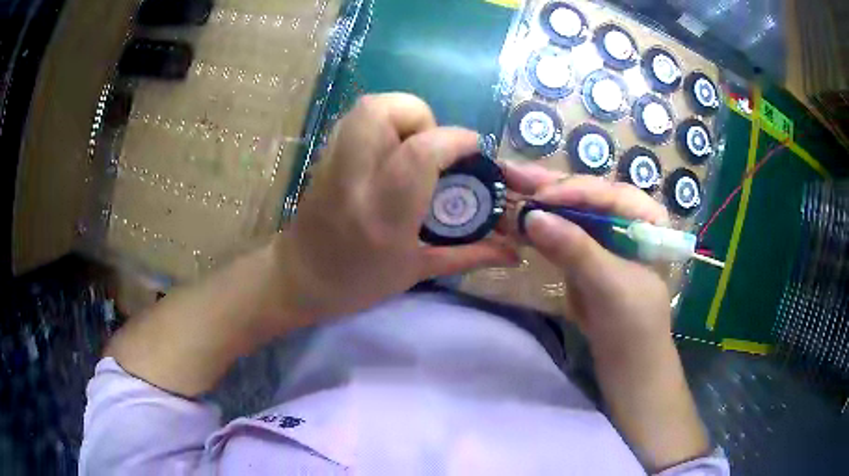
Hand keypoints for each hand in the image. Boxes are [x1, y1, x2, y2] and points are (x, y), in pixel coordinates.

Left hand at [277, 94, 517, 321]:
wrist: (297, 280)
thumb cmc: (356, 284)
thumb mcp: (416, 272)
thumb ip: (468, 255)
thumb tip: (514, 253)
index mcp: (384, 214)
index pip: (420, 153)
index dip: (454, 139)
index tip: (473, 148)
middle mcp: (356, 179)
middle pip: (383, 111)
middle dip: (420, 115)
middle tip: (432, 146)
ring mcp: (334, 162)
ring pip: (366, 107)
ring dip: (400, 114)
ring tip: (413, 145)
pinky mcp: (324, 156)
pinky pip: (355, 119)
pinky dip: (381, 122)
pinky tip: (390, 151)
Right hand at [502, 161, 670, 359]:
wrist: (629, 363)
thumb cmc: (634, 325)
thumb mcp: (610, 286)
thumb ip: (576, 249)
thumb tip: (532, 217)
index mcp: (646, 219)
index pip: (608, 194)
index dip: (573, 192)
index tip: (538, 198)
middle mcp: (625, 219)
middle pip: (586, 196)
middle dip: (548, 186)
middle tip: (510, 170)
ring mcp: (604, 237)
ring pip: (569, 212)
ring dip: (537, 201)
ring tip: (506, 182)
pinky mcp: (586, 255)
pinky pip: (561, 234)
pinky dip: (538, 227)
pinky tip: (515, 215)